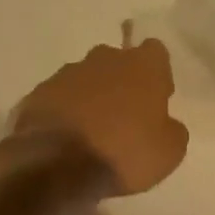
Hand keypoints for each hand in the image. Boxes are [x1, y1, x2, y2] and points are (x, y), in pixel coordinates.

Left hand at [0, 39, 189, 197]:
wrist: (57, 163)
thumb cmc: (123, 152)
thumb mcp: (168, 153)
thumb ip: (173, 130)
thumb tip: (167, 124)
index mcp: (141, 66)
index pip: (155, 51)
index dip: (158, 72)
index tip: (157, 96)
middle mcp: (104, 58)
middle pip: (118, 60)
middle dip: (122, 81)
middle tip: (125, 115)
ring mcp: (68, 72)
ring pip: (87, 77)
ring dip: (92, 95)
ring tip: (92, 131)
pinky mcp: (41, 91)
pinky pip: (60, 96)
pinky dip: (65, 110)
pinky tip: (66, 138)